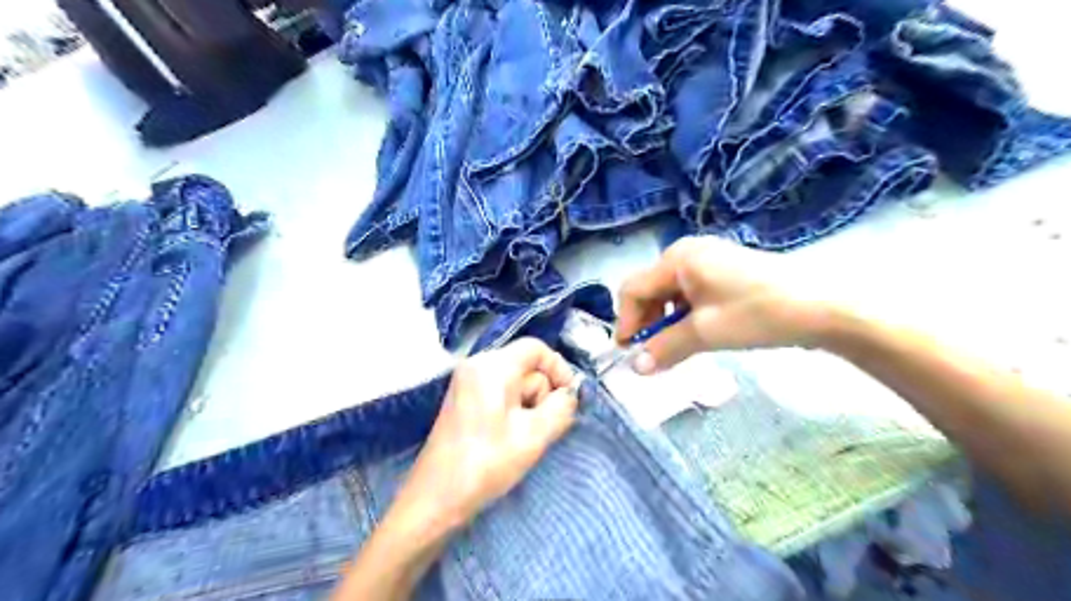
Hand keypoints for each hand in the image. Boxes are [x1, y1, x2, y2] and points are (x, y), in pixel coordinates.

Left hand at [393, 339, 576, 534]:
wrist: (437, 498)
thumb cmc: (486, 464)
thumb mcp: (535, 435)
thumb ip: (562, 407)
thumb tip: (568, 394)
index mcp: (492, 366)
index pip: (536, 348)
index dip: (559, 369)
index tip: (568, 398)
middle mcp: (476, 364)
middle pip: (526, 366)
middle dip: (540, 394)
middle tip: (537, 429)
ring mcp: (467, 381)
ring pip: (515, 381)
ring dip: (527, 406)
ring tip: (520, 437)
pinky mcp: (463, 398)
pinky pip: (500, 392)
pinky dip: (512, 410)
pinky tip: (508, 437)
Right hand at [614, 237, 831, 373]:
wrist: (823, 306)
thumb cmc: (758, 314)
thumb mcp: (706, 333)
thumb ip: (665, 348)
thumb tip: (636, 368)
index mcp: (677, 259)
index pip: (634, 289)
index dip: (626, 321)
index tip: (628, 353)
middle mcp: (687, 252)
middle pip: (650, 289)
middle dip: (647, 322)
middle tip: (652, 354)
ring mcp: (708, 259)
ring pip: (670, 293)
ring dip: (665, 321)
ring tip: (675, 347)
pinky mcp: (724, 270)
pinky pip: (691, 292)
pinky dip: (685, 315)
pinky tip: (695, 333)